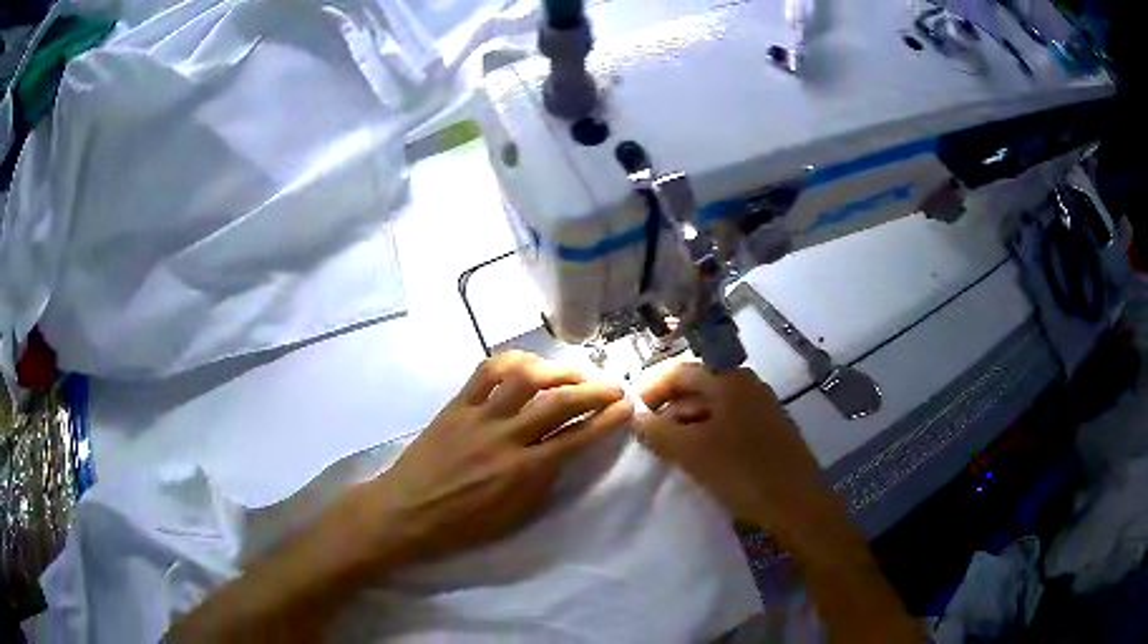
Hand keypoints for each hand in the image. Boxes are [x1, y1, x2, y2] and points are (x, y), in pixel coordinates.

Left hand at [355, 351, 633, 566]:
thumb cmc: (463, 525)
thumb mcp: (515, 516)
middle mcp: (505, 437)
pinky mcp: (457, 404)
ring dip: (558, 370)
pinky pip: (486, 371)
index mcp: (523, 472)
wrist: (407, 511)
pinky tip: (528, 364)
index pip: (577, 438)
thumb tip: (565, 449)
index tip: (627, 407)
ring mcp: (479, 416)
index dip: (608, 419)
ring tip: (575, 372)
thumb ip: (544, 481)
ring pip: (525, 378)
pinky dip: (513, 361)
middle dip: (595, 390)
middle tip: (614, 386)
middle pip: (559, 402)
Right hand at [633, 363, 830, 545]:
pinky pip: (728, 426)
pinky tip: (698, 462)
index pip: (679, 373)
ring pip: (712, 411)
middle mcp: (747, 386)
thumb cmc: (742, 471)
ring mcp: (761, 409)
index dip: (650, 389)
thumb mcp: (691, 452)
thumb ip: (657, 432)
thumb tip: (638, 419)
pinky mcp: (768, 432)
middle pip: (696, 390)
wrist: (797, 504)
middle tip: (646, 440)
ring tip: (668, 454)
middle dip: (667, 412)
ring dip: (685, 427)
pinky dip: (706, 438)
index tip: (629, 415)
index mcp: (730, 380)